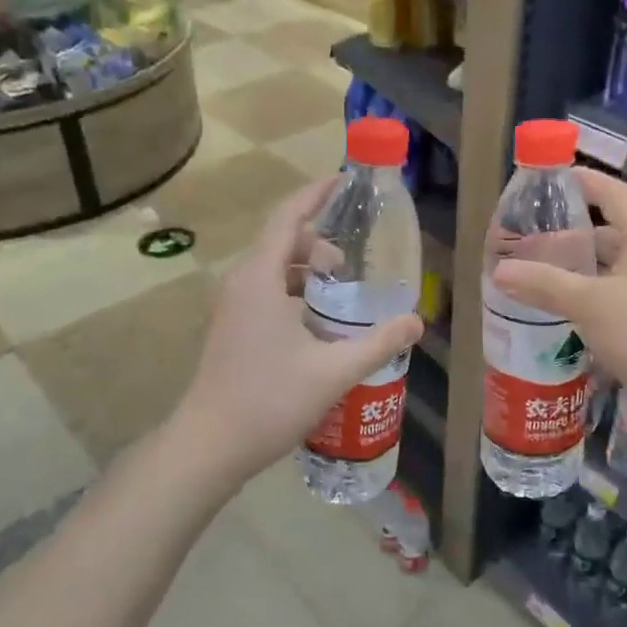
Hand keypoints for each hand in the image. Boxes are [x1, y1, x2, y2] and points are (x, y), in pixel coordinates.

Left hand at [172, 178, 422, 488]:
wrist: (209, 445)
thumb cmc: (268, 401)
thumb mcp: (333, 371)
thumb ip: (378, 343)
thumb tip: (417, 322)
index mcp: (260, 278)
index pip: (288, 217)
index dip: (316, 194)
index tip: (346, 181)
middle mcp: (241, 282)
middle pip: (282, 240)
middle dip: (319, 240)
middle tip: (354, 262)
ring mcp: (231, 305)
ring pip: (272, 268)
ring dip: (306, 268)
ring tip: (341, 290)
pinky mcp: (231, 326)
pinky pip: (265, 289)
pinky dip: (293, 289)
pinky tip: (318, 321)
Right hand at [490, 169, 626, 437]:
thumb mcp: (592, 304)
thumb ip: (545, 284)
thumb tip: (499, 271)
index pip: (611, 192)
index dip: (580, 181)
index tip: (545, 181)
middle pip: (609, 232)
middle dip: (568, 237)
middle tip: (526, 244)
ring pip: (613, 270)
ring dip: (578, 273)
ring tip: (537, 280)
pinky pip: (620, 299)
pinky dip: (592, 301)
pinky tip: (565, 317)